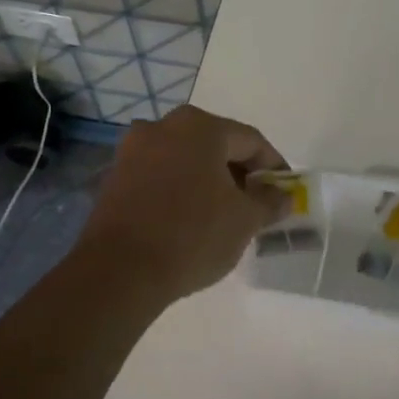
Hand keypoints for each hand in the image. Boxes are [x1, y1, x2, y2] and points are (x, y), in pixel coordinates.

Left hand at [80, 105, 289, 300]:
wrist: (120, 271)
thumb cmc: (193, 235)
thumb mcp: (245, 220)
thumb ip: (269, 202)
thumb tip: (281, 195)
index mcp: (200, 126)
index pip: (251, 140)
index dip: (273, 166)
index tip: (284, 191)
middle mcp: (163, 126)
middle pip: (215, 145)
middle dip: (239, 172)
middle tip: (255, 203)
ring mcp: (133, 150)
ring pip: (185, 159)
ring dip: (208, 180)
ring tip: (223, 213)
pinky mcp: (114, 177)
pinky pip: (160, 175)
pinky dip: (180, 189)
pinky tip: (189, 218)